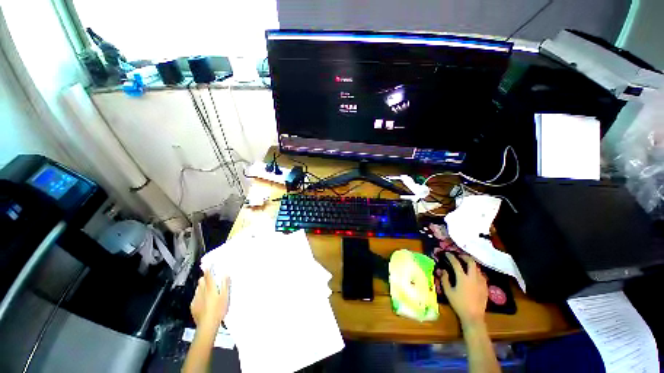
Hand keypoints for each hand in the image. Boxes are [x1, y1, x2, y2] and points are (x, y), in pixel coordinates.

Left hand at [190, 270, 229, 329]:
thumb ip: (225, 285)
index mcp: (210, 288)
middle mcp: (201, 292)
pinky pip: (196, 297)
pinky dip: (199, 295)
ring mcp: (195, 299)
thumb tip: (225, 274)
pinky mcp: (192, 306)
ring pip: (198, 289)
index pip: (208, 276)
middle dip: (205, 279)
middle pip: (201, 281)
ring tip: (208, 290)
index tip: (209, 264)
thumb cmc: (219, 309)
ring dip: (202, 287)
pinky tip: (204, 301)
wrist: (207, 325)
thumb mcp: (225, 296)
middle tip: (211, 279)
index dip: (208, 269)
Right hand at [440, 253, 487, 326]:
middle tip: (460, 256)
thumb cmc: (458, 304)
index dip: (451, 257)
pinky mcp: (485, 287)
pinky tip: (473, 275)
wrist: (473, 316)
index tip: (447, 254)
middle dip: (465, 257)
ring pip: (477, 268)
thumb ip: (445, 279)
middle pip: (471, 262)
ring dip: (471, 264)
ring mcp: (481, 282)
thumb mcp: (448, 292)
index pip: (456, 263)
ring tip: (466, 265)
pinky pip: (481, 275)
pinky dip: (476, 272)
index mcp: (462, 278)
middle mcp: (473, 277)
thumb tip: (443, 270)